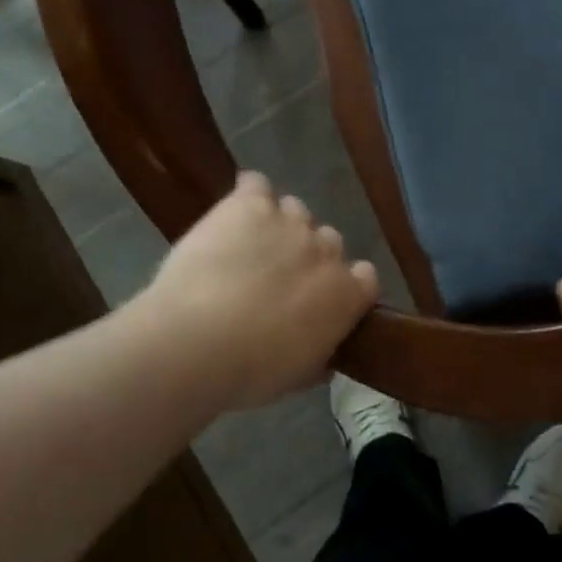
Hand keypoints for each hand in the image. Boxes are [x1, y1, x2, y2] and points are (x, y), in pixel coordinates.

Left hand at [141, 172, 378, 410]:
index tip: (321, 301)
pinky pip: (256, 185)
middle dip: (308, 257)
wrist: (196, 341)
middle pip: (328, 240)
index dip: (344, 286)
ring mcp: (288, 221)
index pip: (365, 276)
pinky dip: (248, 195)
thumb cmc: (251, 371)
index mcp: (347, 293)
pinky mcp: (249, 204)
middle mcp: (325, 249)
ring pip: (295, 211)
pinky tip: (234, 213)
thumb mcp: (298, 376)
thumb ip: (321, 354)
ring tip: (249, 248)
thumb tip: (325, 352)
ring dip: (279, 227)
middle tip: (276, 281)